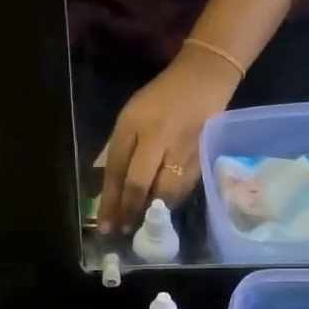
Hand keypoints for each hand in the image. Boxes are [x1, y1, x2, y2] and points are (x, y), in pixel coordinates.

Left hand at [97, 47, 239, 231]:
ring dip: (152, 211)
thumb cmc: (160, 98)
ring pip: (164, 192)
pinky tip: (164, 207)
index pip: (117, 170)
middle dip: (129, 212)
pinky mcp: (202, 156)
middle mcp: (157, 138)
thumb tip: (113, 189)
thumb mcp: (131, 117)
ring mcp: (182, 148)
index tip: (105, 225)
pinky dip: (171, 201)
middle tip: (123, 230)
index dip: (110, 201)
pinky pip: (183, 188)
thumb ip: (121, 150)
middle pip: (139, 184)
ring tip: (143, 222)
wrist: (204, 79)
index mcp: (133, 125)